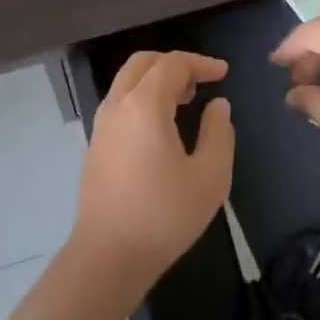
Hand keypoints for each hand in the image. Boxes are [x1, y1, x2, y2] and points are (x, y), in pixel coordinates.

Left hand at [73, 51, 234, 289]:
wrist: (107, 256)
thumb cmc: (164, 216)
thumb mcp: (209, 177)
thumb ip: (219, 134)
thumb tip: (218, 106)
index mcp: (144, 105)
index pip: (172, 64)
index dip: (200, 63)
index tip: (224, 73)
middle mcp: (118, 105)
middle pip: (143, 63)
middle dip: (174, 63)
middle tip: (201, 81)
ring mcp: (102, 125)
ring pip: (127, 81)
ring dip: (156, 79)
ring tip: (185, 100)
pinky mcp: (95, 145)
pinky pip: (120, 102)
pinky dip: (142, 97)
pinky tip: (161, 125)